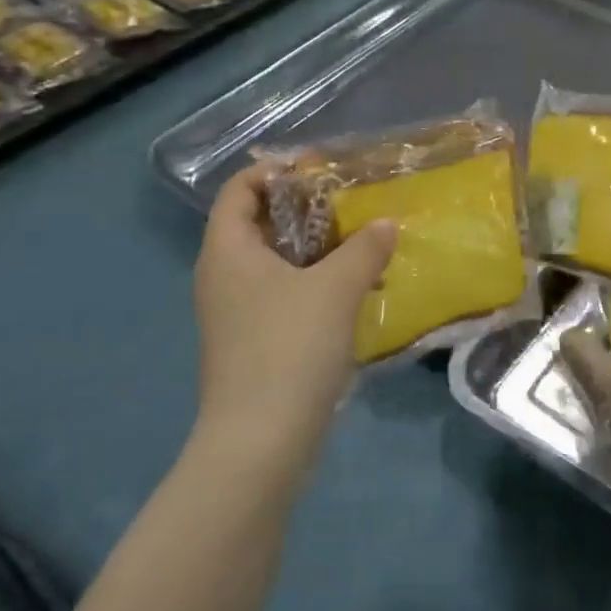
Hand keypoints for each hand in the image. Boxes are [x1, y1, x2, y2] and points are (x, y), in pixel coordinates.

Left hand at [192, 164, 396, 453]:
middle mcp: (223, 275)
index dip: (275, 171)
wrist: (261, 440)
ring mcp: (235, 312)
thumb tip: (386, 224)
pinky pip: (283, 293)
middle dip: (306, 209)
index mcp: (228, 251)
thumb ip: (365, 248)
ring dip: (317, 249)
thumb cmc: (290, 347)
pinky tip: (354, 290)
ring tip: (363, 245)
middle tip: (352, 205)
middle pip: (260, 223)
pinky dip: (314, 282)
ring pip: (275, 261)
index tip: (320, 169)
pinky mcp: (253, 341)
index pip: (240, 190)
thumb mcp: (336, 288)